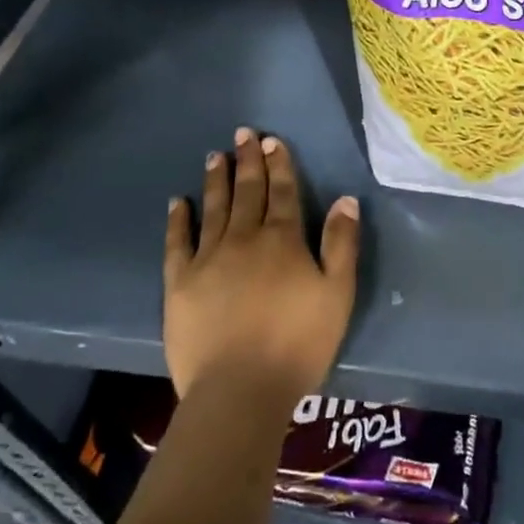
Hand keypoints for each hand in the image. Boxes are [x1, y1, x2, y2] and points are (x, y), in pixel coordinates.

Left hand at [164, 128, 360, 411]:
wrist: (239, 391)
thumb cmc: (297, 344)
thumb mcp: (337, 294)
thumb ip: (341, 244)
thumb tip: (345, 200)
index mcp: (283, 239)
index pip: (282, 191)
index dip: (279, 163)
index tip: (271, 140)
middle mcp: (244, 238)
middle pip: (247, 191)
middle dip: (247, 160)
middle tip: (243, 133)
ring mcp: (208, 259)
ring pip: (214, 208)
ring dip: (216, 180)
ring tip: (215, 156)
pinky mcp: (180, 283)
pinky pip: (177, 242)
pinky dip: (178, 220)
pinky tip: (177, 202)